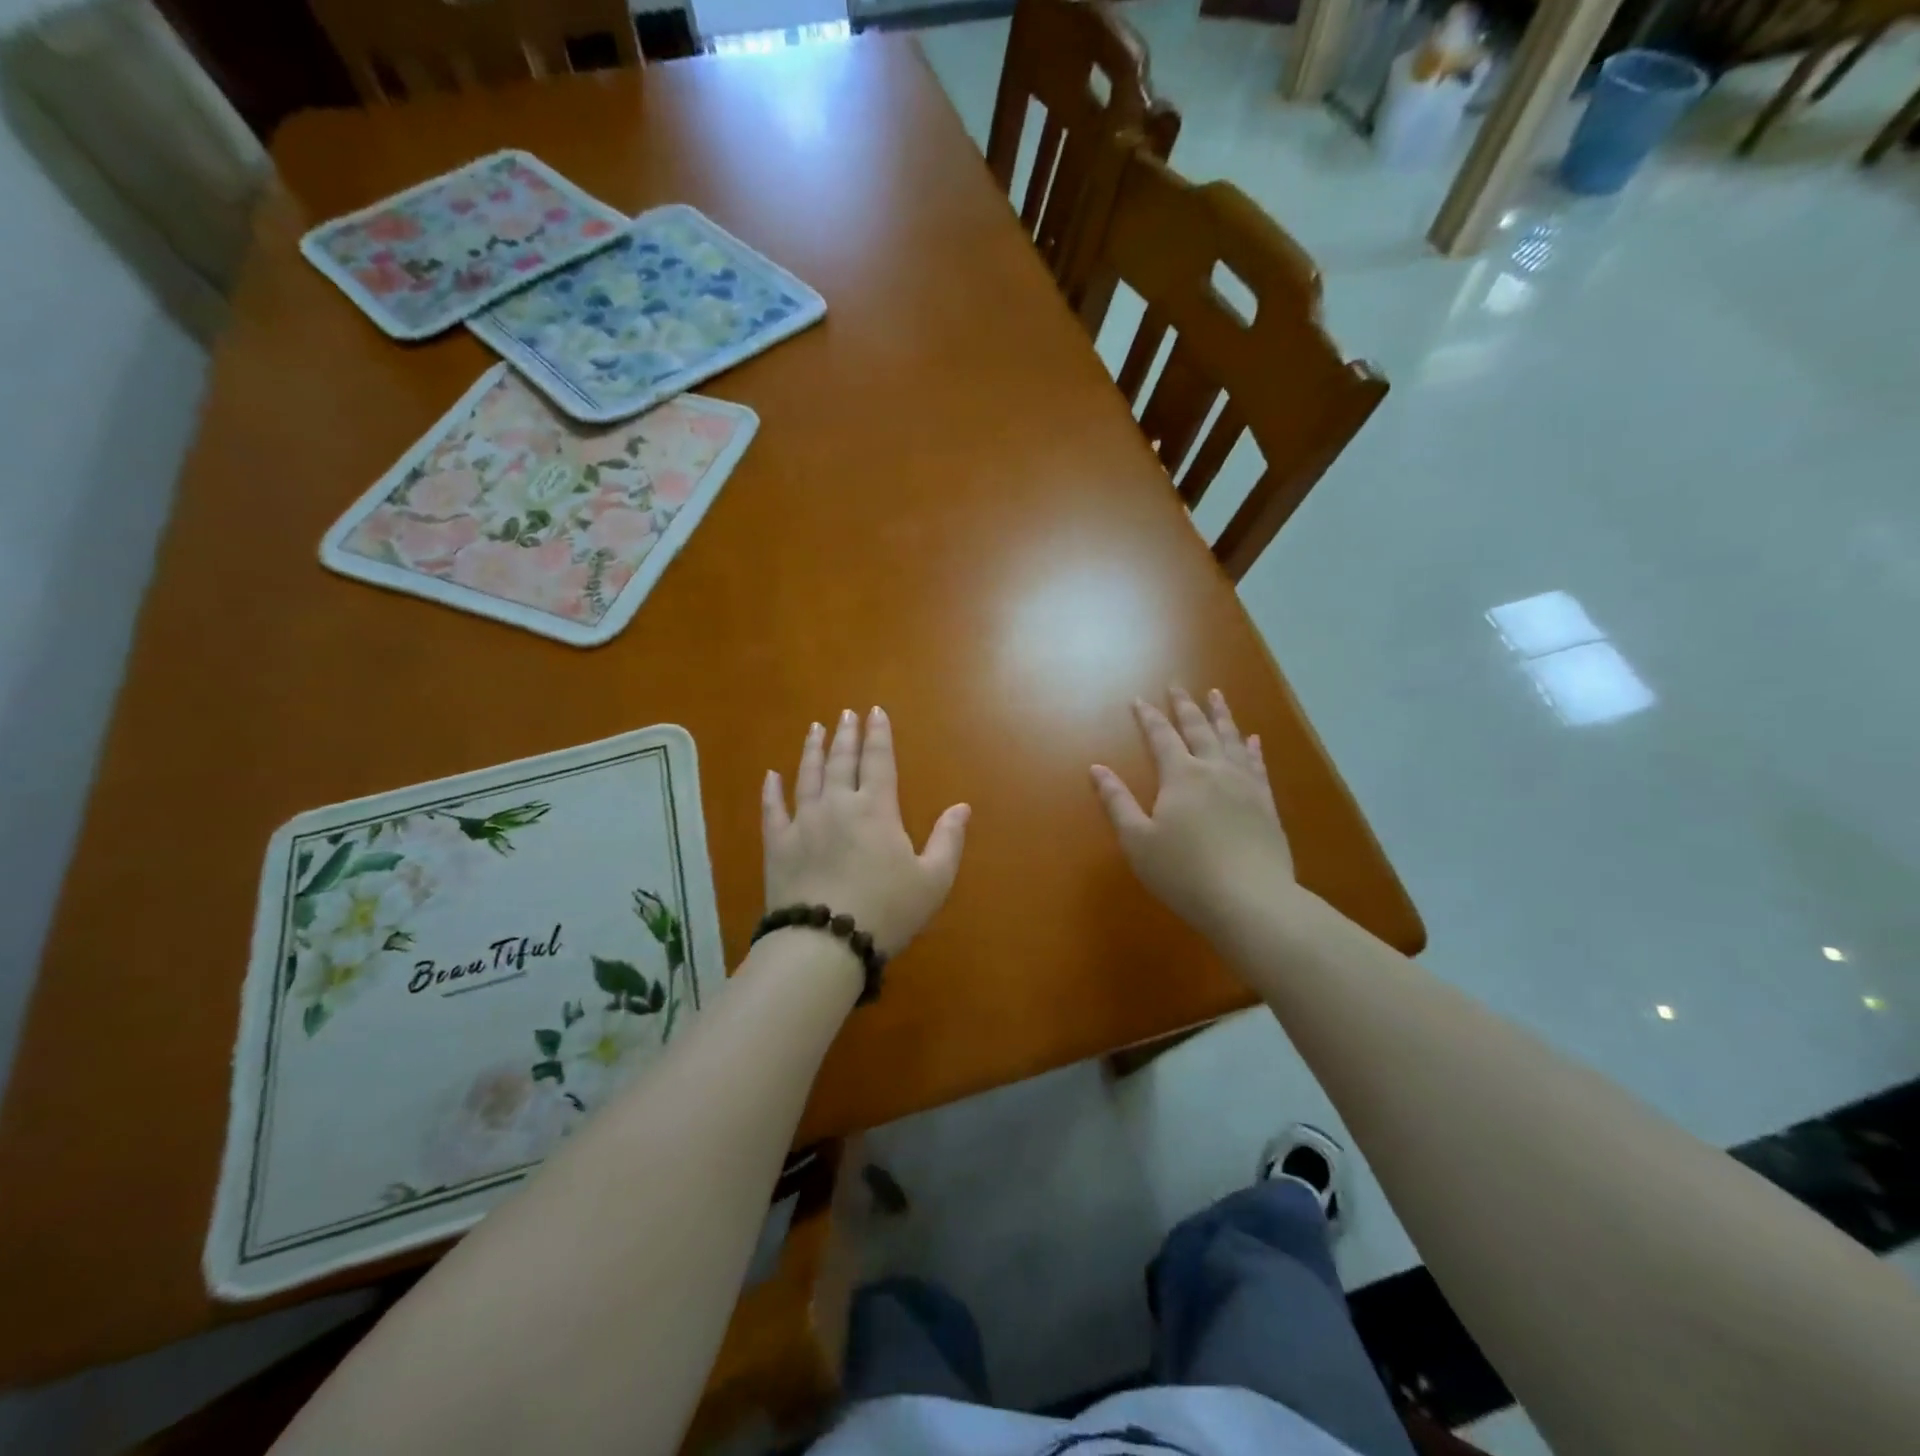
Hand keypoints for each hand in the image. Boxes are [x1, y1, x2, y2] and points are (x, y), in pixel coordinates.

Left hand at [763, 707, 969, 956]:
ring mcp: (803, 823)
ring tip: (815, 729)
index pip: (878, 761)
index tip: (875, 712)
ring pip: (807, 776)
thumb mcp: (933, 880)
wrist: (825, 943)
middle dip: (845, 735)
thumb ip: (948, 840)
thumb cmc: (887, 911)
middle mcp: (838, 805)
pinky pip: (773, 810)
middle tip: (845, 714)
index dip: (878, 735)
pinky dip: (771, 791)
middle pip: (841, 761)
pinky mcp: (778, 845)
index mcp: (876, 810)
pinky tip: (771, 776)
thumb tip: (962, 807)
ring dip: (812, 750)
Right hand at [1091, 688, 1293, 935]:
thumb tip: (1097, 769)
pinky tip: (1252, 740)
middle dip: (1185, 706)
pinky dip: (1251, 748)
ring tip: (1216, 695)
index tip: (1139, 699)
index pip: (1161, 737)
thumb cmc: (1184, 873)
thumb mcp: (1138, 841)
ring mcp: (1245, 786)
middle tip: (1178, 686)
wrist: (1251, 900)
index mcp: (1181, 776)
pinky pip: (1257, 765)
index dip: (1148, 717)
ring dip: (1221, 716)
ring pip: (1231, 740)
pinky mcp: (1266, 804)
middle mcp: (1214, 771)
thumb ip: (1117, 802)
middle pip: (1198, 729)